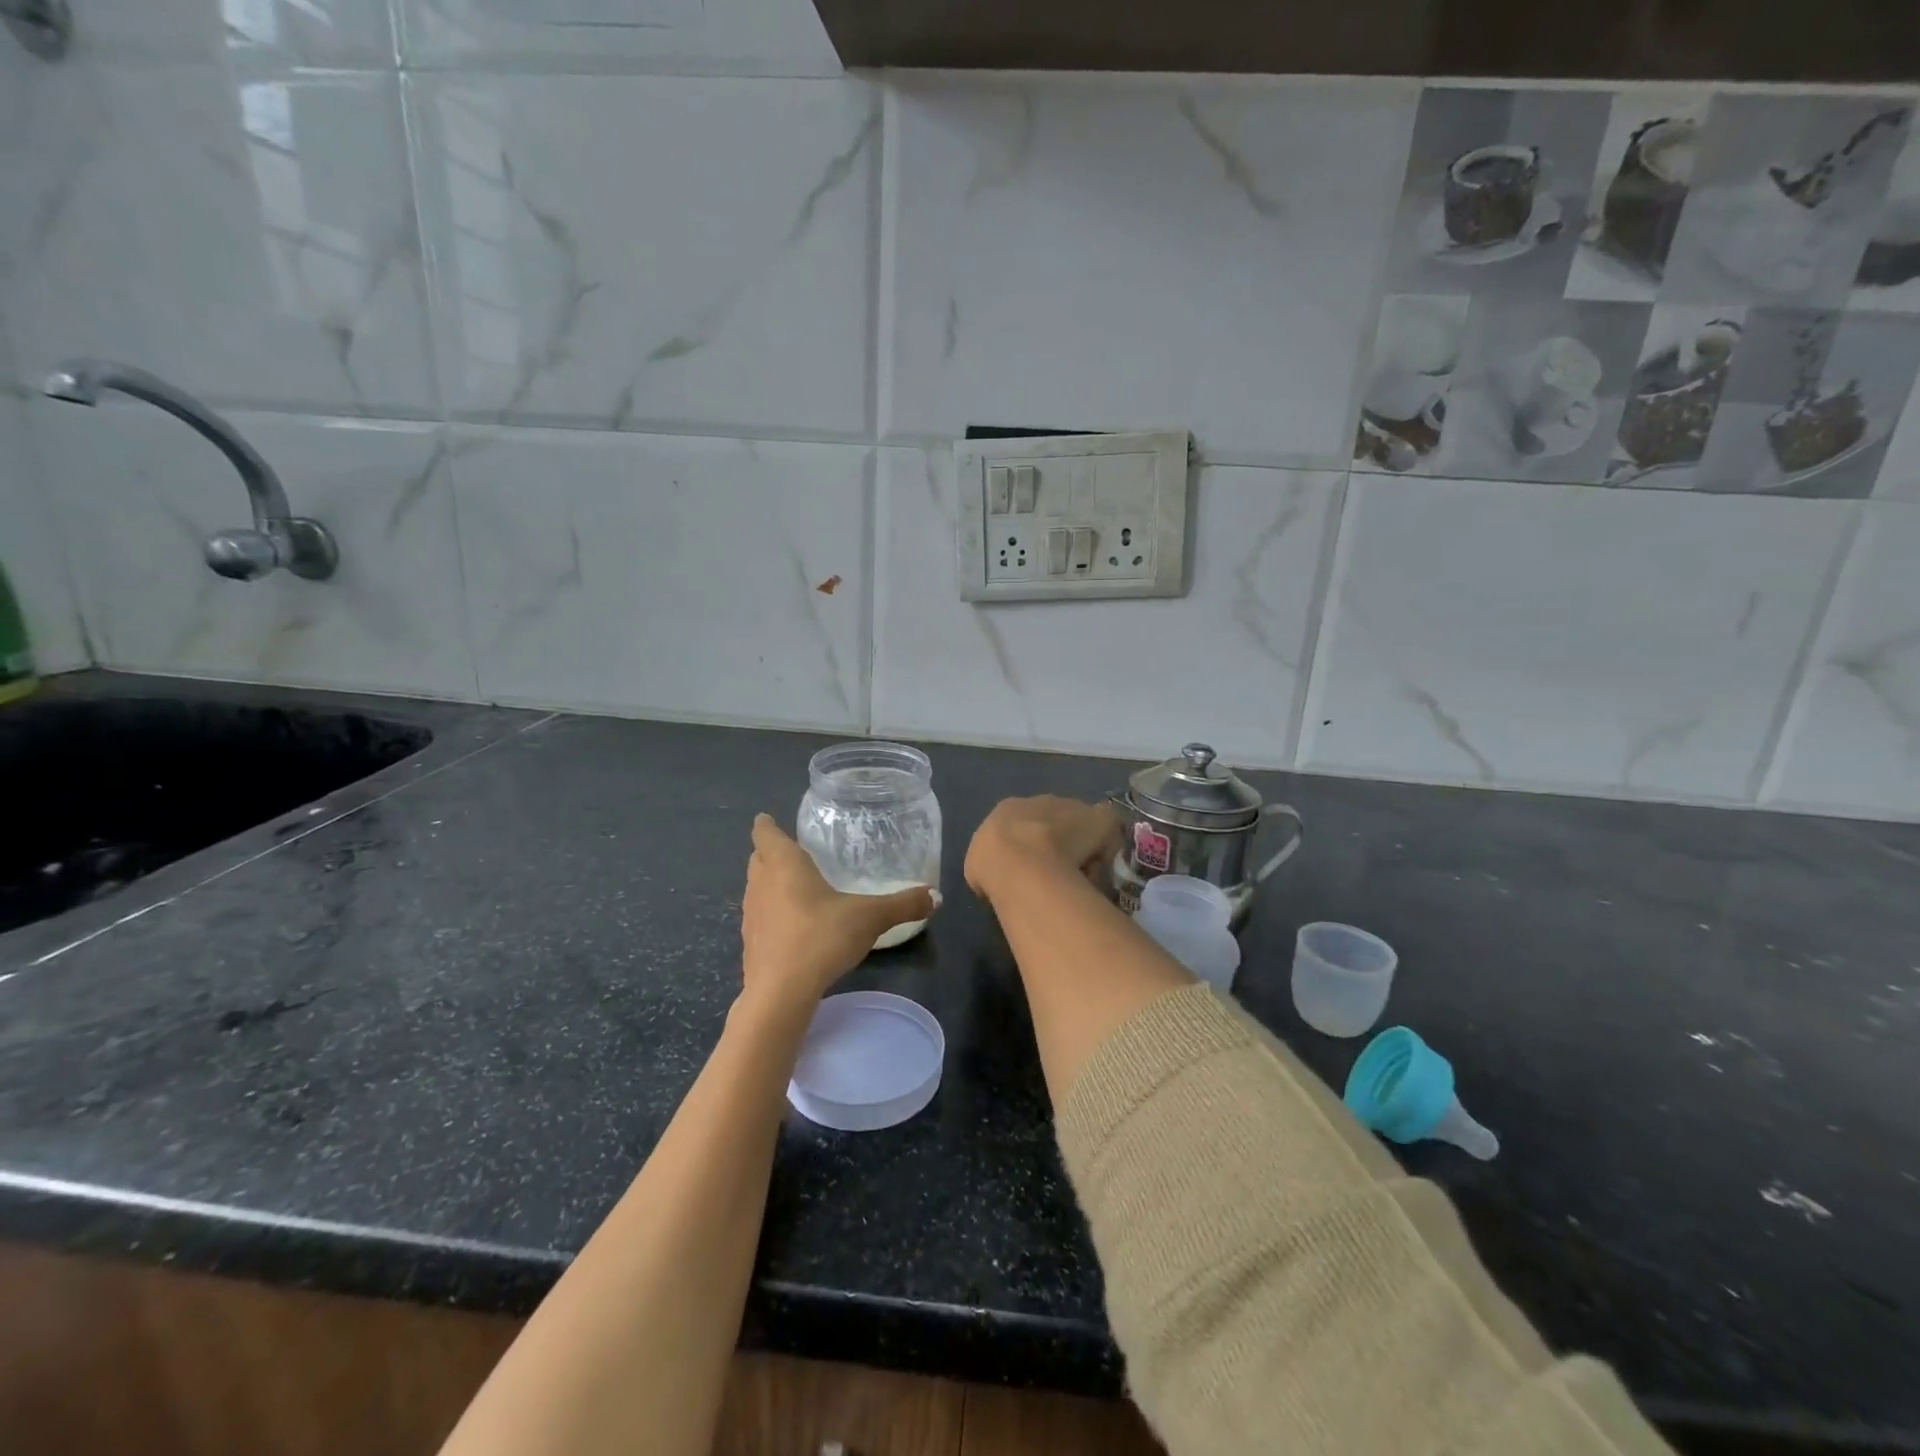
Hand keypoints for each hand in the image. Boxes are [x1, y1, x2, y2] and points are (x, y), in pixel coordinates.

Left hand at [740, 815, 935, 1007]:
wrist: (781, 994)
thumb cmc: (821, 938)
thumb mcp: (870, 918)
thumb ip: (903, 904)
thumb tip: (937, 895)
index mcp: (784, 865)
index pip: (766, 833)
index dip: (766, 824)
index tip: (768, 818)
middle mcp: (761, 884)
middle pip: (757, 858)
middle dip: (769, 852)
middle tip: (792, 851)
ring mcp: (751, 915)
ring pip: (756, 888)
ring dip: (768, 884)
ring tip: (794, 887)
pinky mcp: (749, 944)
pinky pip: (759, 917)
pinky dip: (771, 914)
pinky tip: (792, 926)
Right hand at [965, 796, 1120, 904]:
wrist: (1021, 861)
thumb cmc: (993, 865)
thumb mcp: (978, 865)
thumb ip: (992, 865)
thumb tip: (1000, 876)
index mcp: (1008, 808)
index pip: (1020, 823)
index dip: (1028, 846)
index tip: (1032, 870)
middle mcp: (1039, 801)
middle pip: (1053, 820)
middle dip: (1058, 841)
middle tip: (1059, 873)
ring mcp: (1069, 807)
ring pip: (1079, 826)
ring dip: (1081, 846)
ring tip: (1080, 876)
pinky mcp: (1097, 819)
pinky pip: (1105, 830)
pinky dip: (1105, 846)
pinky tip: (1100, 868)